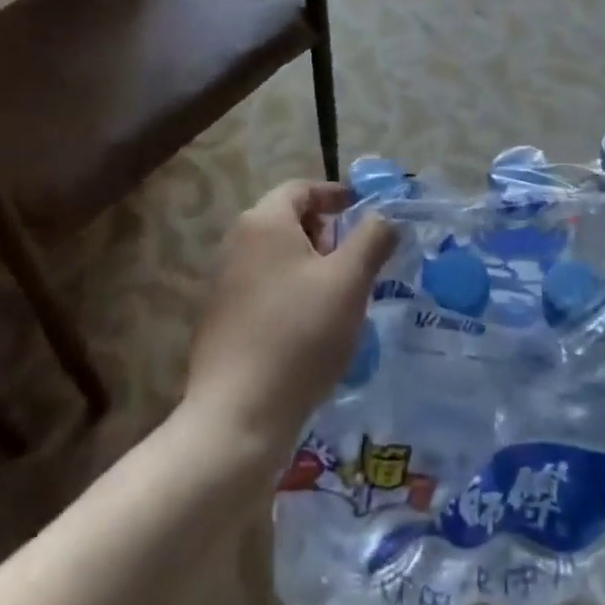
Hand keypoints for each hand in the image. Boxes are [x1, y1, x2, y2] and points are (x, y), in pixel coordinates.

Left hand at [183, 181, 396, 468]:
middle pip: (288, 220)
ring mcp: (223, 282)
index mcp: (264, 222)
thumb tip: (384, 217)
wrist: (237, 416)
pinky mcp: (220, 319)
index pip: (302, 188)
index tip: (364, 212)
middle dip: (326, 233)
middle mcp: (236, 242)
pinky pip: (263, 287)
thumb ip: (372, 238)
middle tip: (356, 260)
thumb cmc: (299, 335)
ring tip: (340, 296)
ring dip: (310, 265)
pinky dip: (291, 291)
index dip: (336, 195)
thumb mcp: (349, 281)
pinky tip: (310, 327)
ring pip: (277, 256)